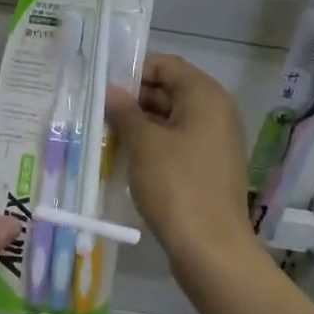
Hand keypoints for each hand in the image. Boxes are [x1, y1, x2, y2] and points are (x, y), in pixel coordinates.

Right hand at [107, 54, 257, 271]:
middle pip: (170, 90)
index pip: (167, 65)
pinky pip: (177, 143)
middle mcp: (216, 112)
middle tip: (96, 110)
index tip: (102, 85)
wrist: (211, 249)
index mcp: (206, 96)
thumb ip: (125, 111)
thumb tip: (111, 90)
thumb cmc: (177, 186)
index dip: (134, 70)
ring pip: (171, 119)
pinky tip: (124, 157)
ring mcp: (215, 142)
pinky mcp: (208, 167)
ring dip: (139, 124)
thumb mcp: (144, 144)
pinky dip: (153, 145)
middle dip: (133, 99)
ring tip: (103, 133)